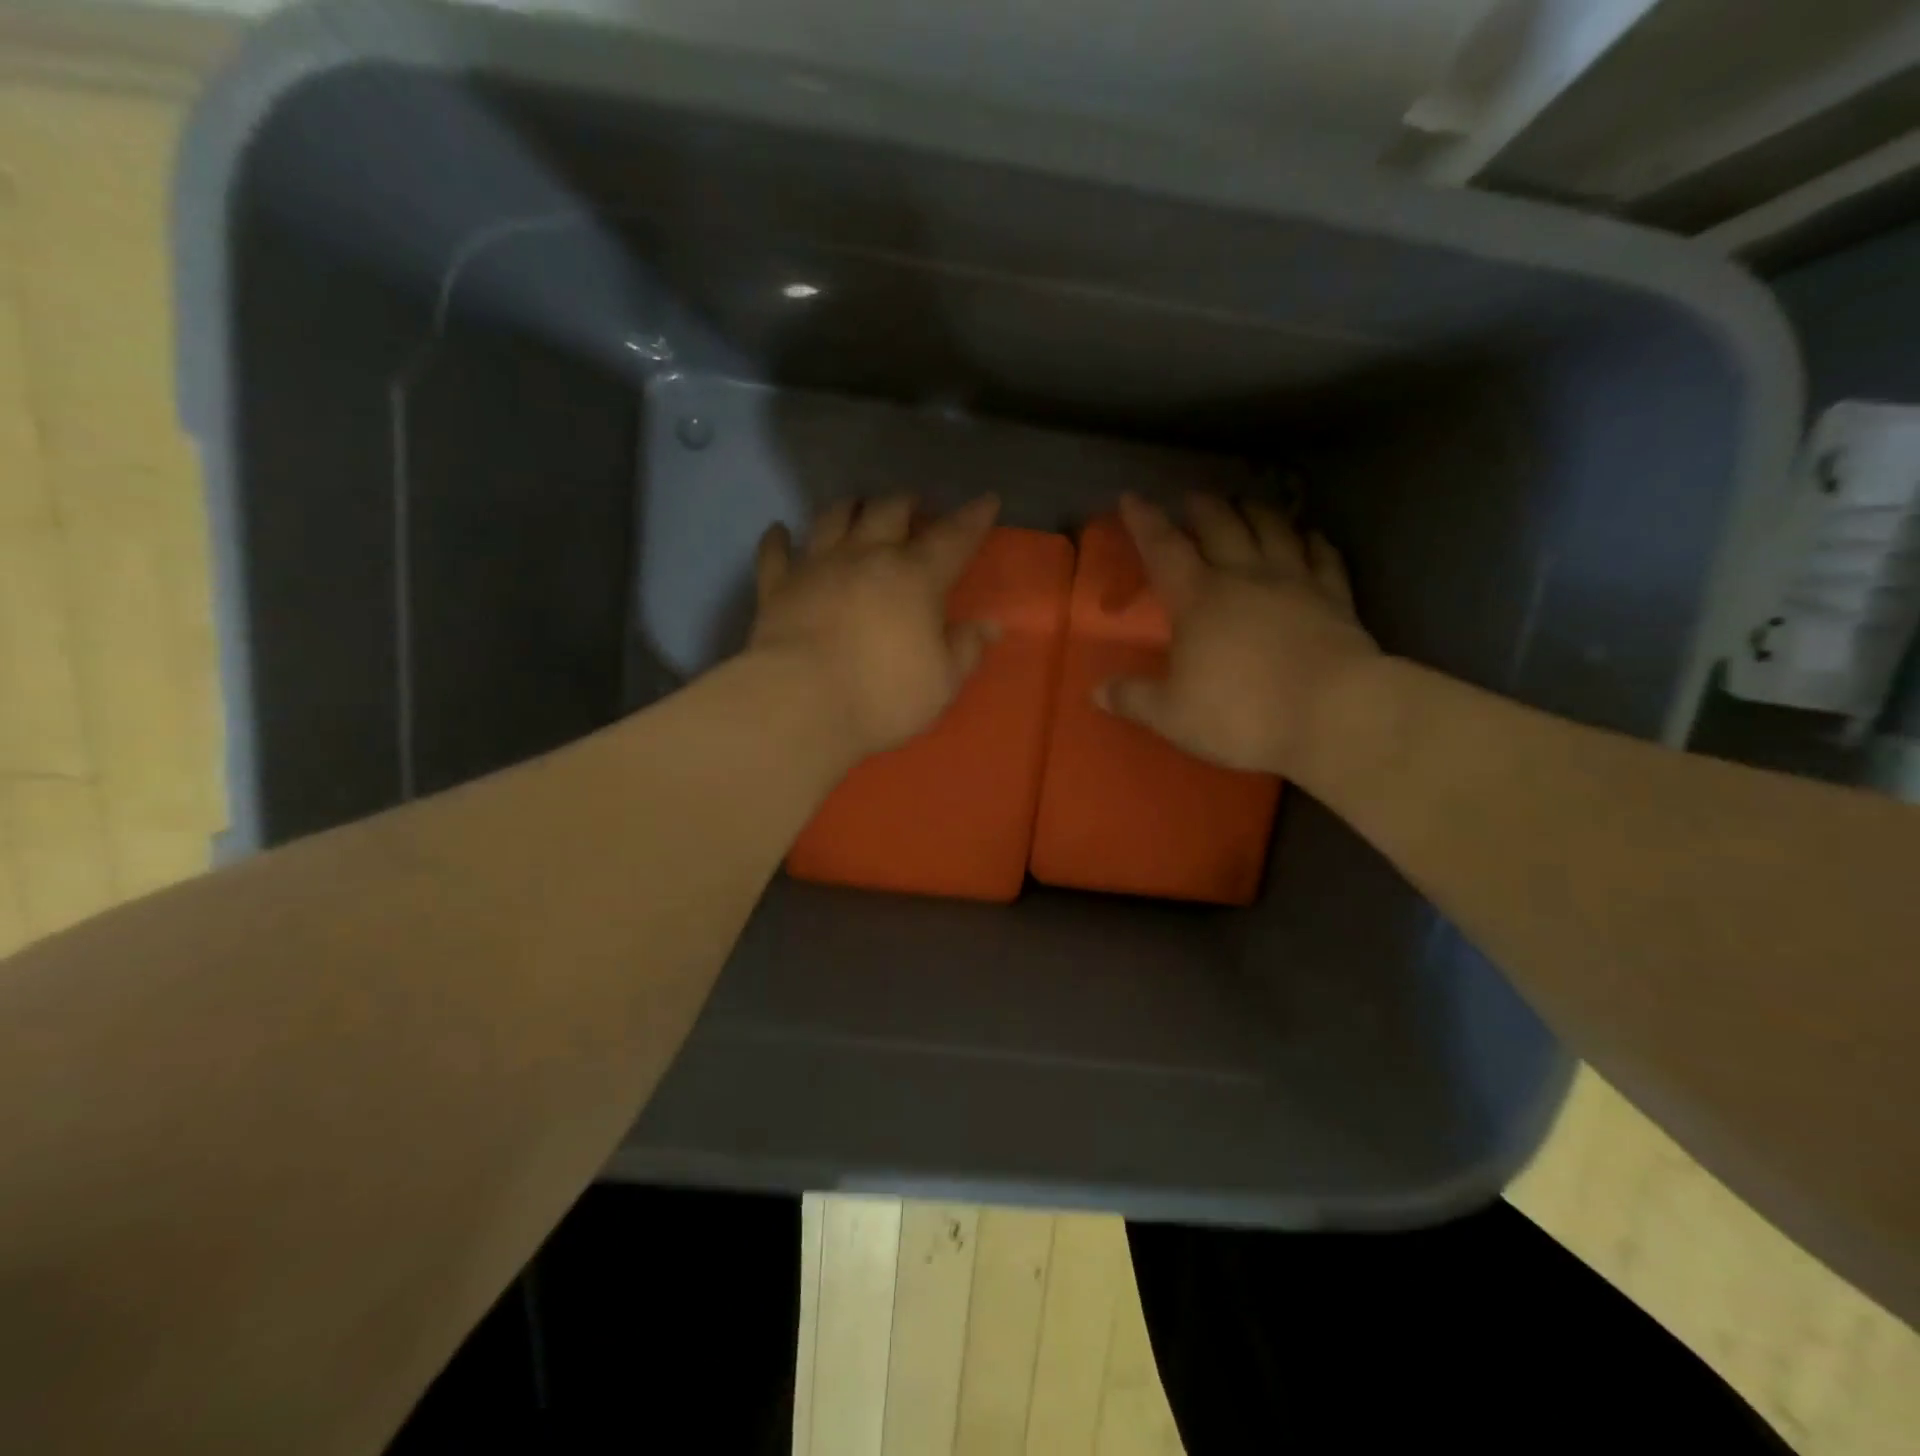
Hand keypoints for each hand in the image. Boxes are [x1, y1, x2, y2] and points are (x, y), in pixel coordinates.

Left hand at [749, 494, 1000, 760]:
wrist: (801, 703)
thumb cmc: (882, 696)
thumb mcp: (941, 683)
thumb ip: (965, 650)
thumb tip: (987, 626)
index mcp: (915, 578)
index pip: (954, 538)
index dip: (974, 517)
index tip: (986, 500)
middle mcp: (867, 557)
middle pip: (889, 511)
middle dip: (907, 502)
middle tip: (915, 504)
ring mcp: (817, 566)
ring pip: (834, 518)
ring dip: (849, 507)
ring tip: (857, 504)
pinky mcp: (777, 586)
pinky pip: (775, 552)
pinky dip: (777, 539)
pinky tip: (779, 531)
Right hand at [1098, 492, 1379, 778]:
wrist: (1333, 714)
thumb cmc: (1242, 712)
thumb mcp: (1172, 716)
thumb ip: (1134, 699)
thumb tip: (1097, 692)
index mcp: (1198, 598)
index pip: (1164, 549)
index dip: (1144, 522)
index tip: (1131, 498)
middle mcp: (1245, 577)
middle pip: (1221, 527)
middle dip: (1202, 508)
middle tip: (1193, 497)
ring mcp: (1295, 583)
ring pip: (1274, 530)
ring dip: (1256, 512)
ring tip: (1246, 503)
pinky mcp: (1335, 598)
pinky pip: (1324, 557)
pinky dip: (1314, 540)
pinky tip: (1310, 535)